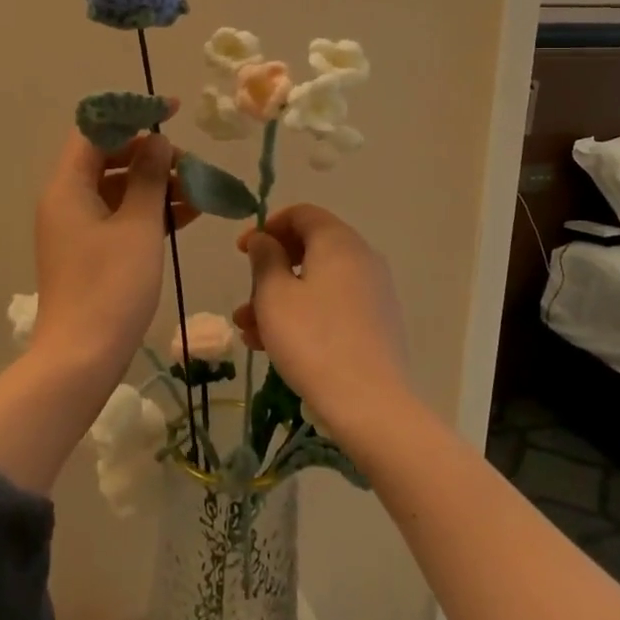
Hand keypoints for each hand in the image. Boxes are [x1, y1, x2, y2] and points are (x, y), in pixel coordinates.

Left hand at [30, 118, 197, 381]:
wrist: (81, 358)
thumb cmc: (110, 286)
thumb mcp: (138, 226)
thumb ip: (148, 177)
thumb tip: (157, 141)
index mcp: (68, 185)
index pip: (95, 129)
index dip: (132, 114)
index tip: (172, 112)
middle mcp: (66, 199)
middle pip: (108, 158)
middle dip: (150, 155)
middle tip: (189, 164)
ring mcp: (77, 227)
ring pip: (118, 188)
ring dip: (155, 184)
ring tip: (198, 190)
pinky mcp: (90, 250)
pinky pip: (120, 216)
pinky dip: (150, 211)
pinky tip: (187, 214)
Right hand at [235, 205, 411, 448]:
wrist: (370, 405)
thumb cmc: (313, 340)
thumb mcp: (274, 295)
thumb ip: (265, 258)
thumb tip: (264, 240)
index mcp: (338, 242)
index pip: (302, 214)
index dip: (267, 226)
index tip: (241, 251)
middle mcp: (362, 258)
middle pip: (309, 248)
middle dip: (271, 270)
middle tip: (244, 295)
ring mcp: (374, 292)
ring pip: (318, 282)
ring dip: (280, 298)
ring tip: (249, 330)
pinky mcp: (377, 324)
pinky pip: (333, 305)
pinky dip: (303, 314)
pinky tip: (275, 345)